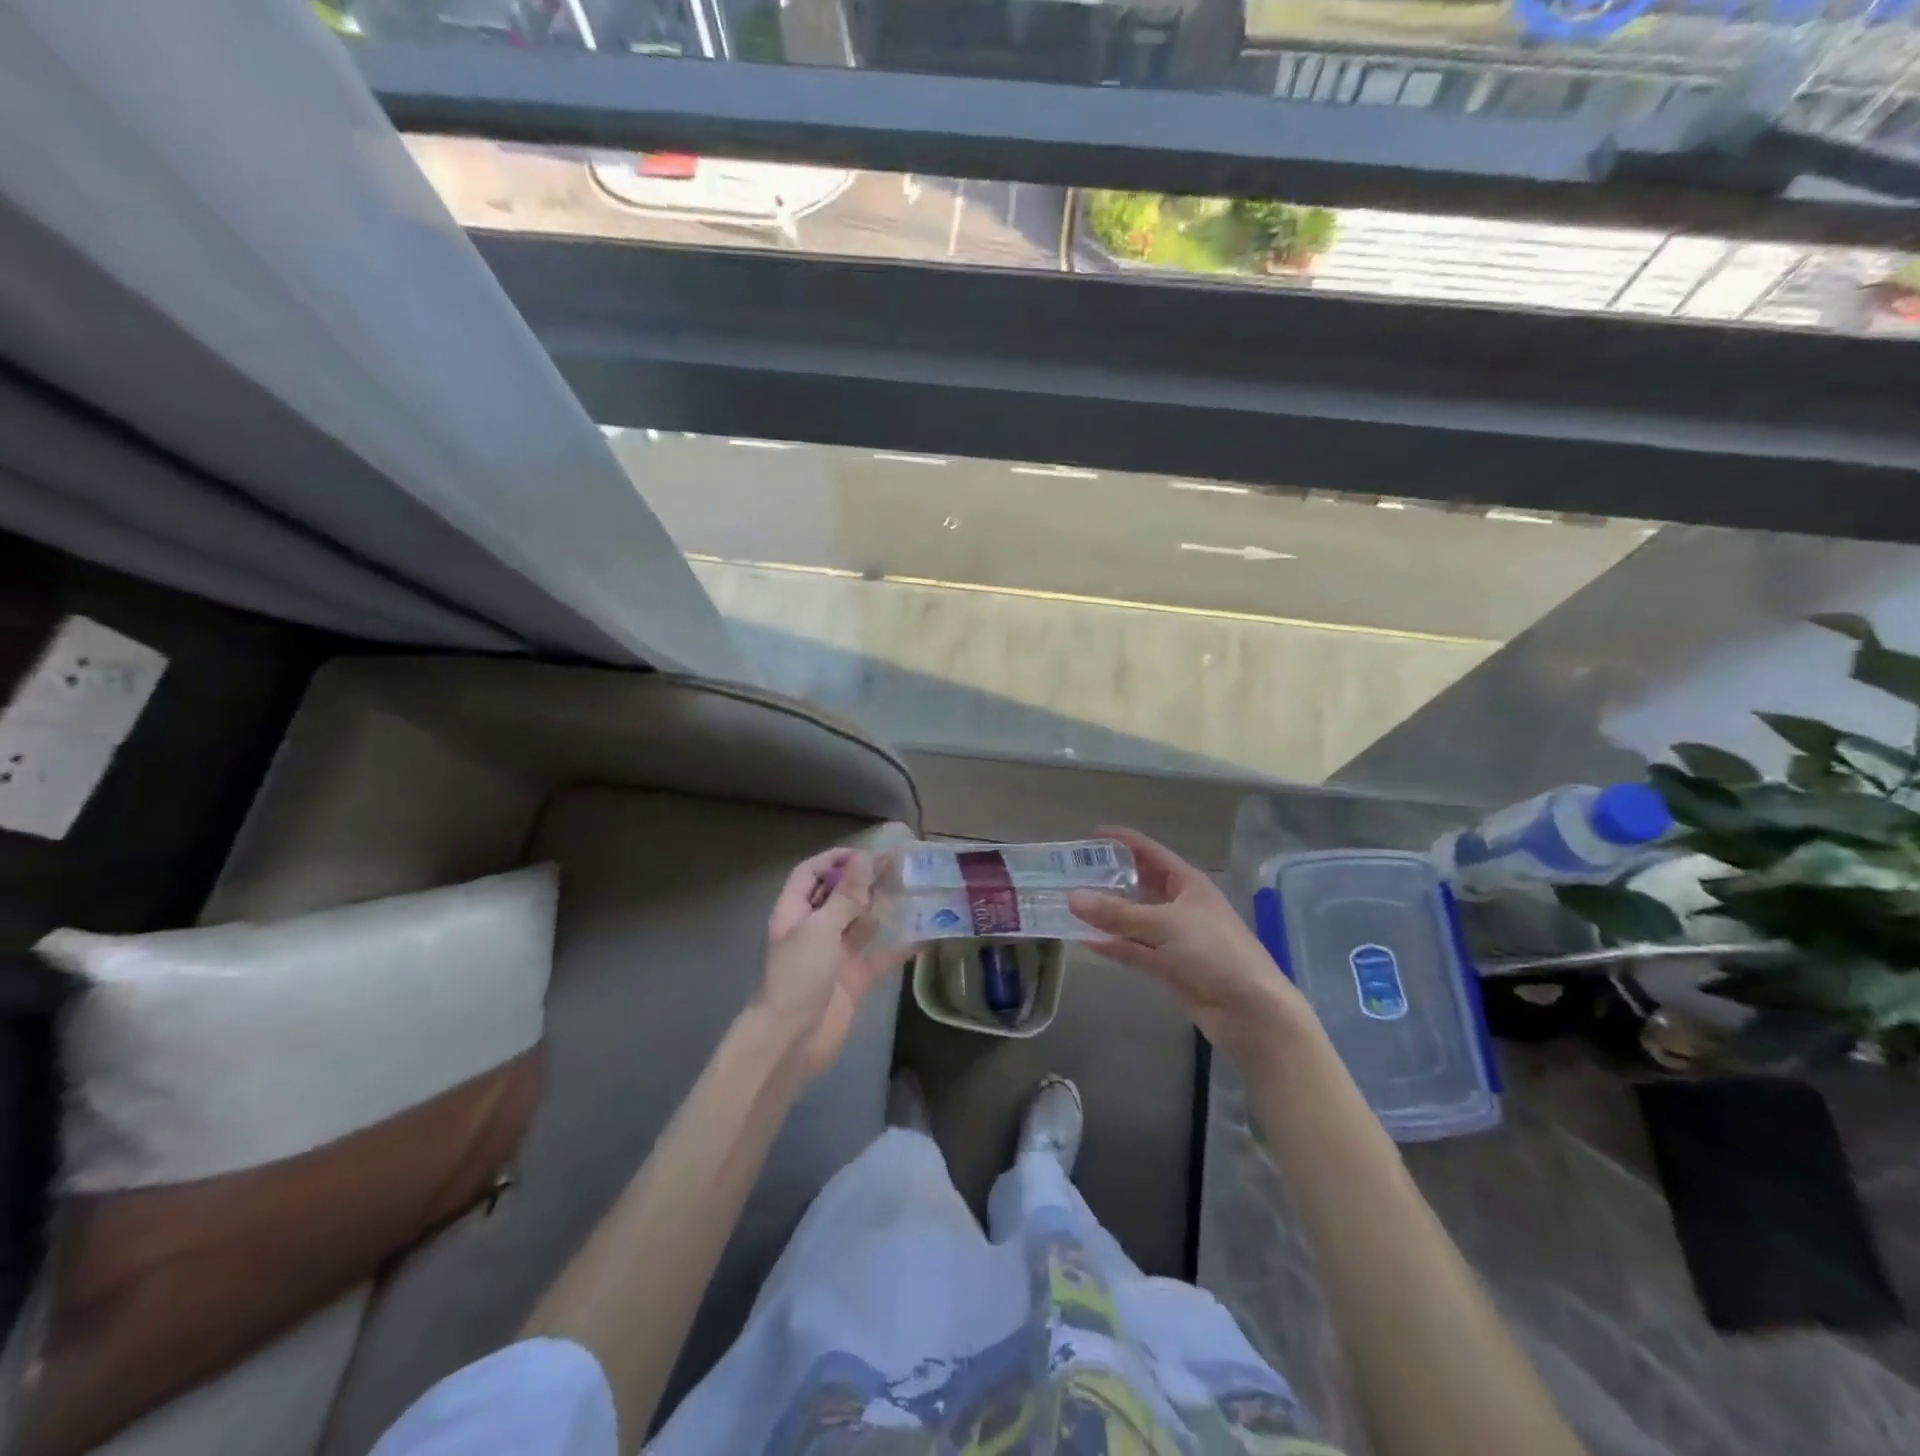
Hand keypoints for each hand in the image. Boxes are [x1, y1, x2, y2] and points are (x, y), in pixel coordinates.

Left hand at [754, 850, 908, 1082]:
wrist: (791, 1041)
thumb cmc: (798, 977)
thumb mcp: (820, 929)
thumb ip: (845, 896)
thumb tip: (863, 860)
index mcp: (794, 913)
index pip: (810, 874)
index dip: (834, 860)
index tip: (866, 854)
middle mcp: (813, 930)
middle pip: (839, 896)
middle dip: (865, 881)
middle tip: (900, 867)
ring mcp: (834, 956)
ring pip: (861, 924)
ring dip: (883, 908)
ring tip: (913, 890)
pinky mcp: (853, 980)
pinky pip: (879, 957)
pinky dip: (898, 947)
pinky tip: (924, 935)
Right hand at [1068, 827, 1313, 1064]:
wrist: (1251, 1011)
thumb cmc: (1215, 951)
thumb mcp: (1164, 924)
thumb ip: (1116, 913)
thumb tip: (1071, 897)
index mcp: (1188, 883)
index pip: (1150, 852)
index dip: (1123, 841)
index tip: (1090, 835)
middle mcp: (1180, 906)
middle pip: (1139, 885)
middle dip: (1109, 879)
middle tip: (1071, 874)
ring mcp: (1175, 938)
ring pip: (1134, 920)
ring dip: (1107, 915)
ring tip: (1071, 906)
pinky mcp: (1169, 967)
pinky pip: (1136, 950)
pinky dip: (1115, 947)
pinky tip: (1088, 942)